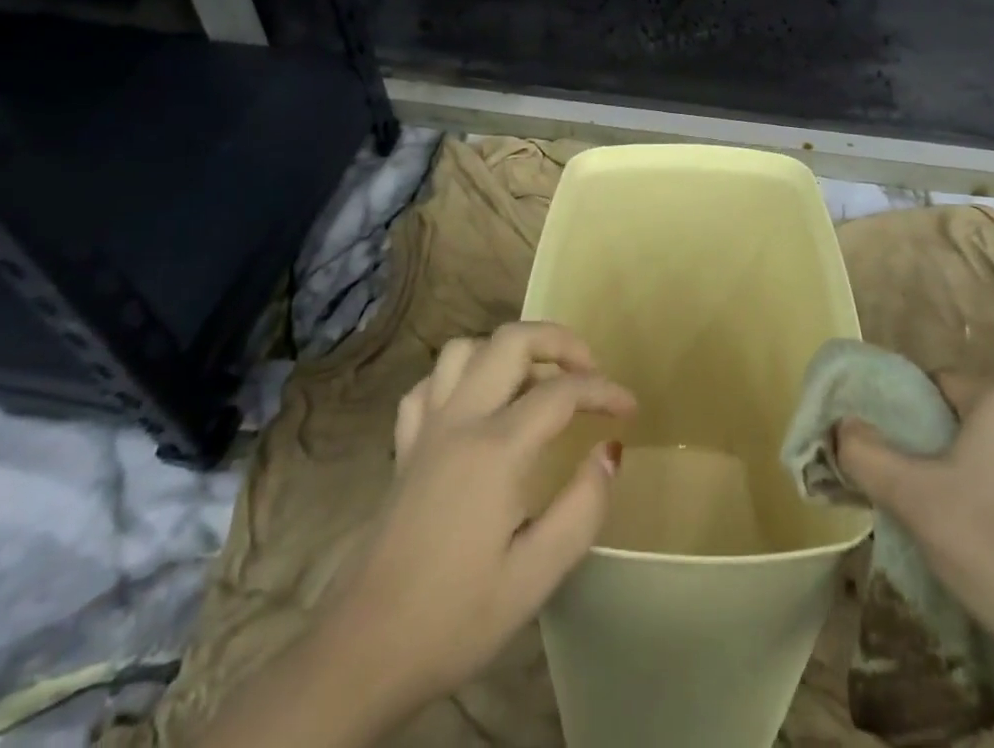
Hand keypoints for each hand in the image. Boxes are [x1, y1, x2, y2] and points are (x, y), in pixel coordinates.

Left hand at [325, 323, 636, 721]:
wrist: (363, 652)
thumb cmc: (456, 617)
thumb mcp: (535, 577)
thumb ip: (582, 507)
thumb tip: (609, 450)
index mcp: (496, 448)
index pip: (561, 392)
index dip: (603, 390)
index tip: (630, 408)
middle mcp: (459, 420)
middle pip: (511, 341)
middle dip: (559, 341)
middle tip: (588, 370)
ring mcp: (425, 428)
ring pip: (465, 349)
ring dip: (506, 351)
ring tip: (534, 381)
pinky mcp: (403, 446)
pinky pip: (429, 384)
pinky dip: (460, 378)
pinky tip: (475, 405)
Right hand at [836, 377, 993, 747]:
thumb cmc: (993, 547)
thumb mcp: (912, 498)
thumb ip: (865, 453)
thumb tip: (842, 427)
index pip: (936, 383)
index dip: (907, 415)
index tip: (894, 457)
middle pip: (966, 418)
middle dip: (936, 450)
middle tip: (917, 494)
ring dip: (969, 478)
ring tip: (952, 526)